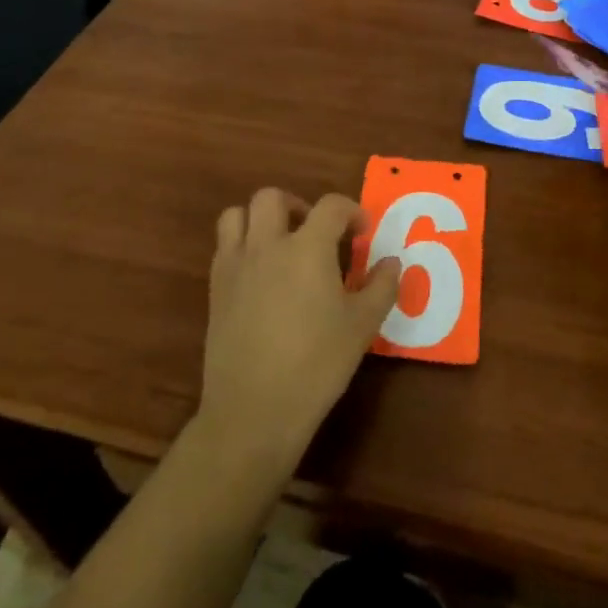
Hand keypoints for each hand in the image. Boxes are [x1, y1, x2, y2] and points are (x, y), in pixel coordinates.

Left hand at [199, 189, 400, 471]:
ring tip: (281, 245)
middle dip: (298, 205)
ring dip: (260, 220)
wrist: (254, 409)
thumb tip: (392, 263)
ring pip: (237, 215)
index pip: (331, 206)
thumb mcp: (362, 326)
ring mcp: (236, 265)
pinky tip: (262, 276)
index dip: (351, 211)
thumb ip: (381, 287)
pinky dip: (242, 246)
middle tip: (316, 232)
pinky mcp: (215, 289)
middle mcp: (267, 245)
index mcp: (307, 248)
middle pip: (272, 198)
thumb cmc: (317, 364)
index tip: (362, 232)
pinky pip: (224, 247)